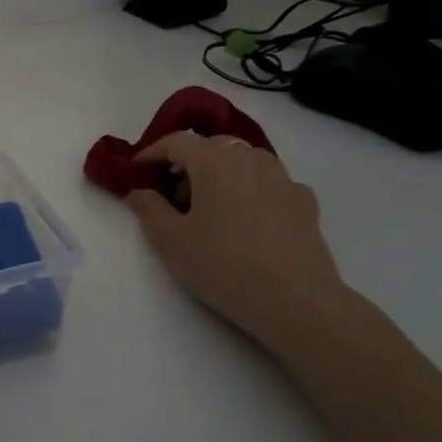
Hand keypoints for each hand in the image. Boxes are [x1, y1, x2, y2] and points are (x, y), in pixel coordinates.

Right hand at [127, 132, 345, 348]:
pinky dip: (250, 191)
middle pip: (212, 147)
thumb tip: (139, 192)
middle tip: (170, 194)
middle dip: (187, 163)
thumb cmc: (222, 264)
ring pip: (243, 162)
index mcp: (214, 160)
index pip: (177, 142)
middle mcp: (250, 158)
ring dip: (219, 175)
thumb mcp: (170, 240)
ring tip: (208, 209)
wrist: (296, 300)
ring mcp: (283, 178)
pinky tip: (246, 220)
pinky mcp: (305, 203)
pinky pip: (269, 184)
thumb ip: (149, 209)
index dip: (152, 153)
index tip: (136, 172)